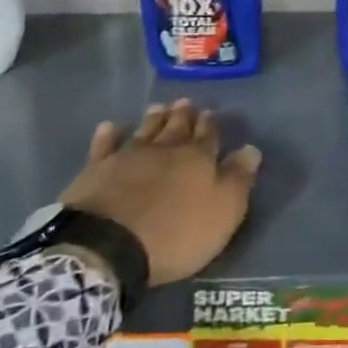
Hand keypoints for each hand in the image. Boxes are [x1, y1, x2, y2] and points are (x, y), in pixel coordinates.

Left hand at [58, 100, 263, 286]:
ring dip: (153, 119)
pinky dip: (108, 135)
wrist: (108, 244)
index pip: (208, 136)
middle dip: (183, 115)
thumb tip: (251, 149)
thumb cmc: (175, 233)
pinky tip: (109, 126)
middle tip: (186, 102)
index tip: (211, 114)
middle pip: (176, 127)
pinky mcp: (97, 169)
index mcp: (198, 159)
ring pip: (145, 130)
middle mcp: (164, 150)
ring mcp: (128, 156)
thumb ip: (238, 180)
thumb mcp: (222, 212)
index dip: (210, 126)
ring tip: (159, 107)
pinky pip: (104, 145)